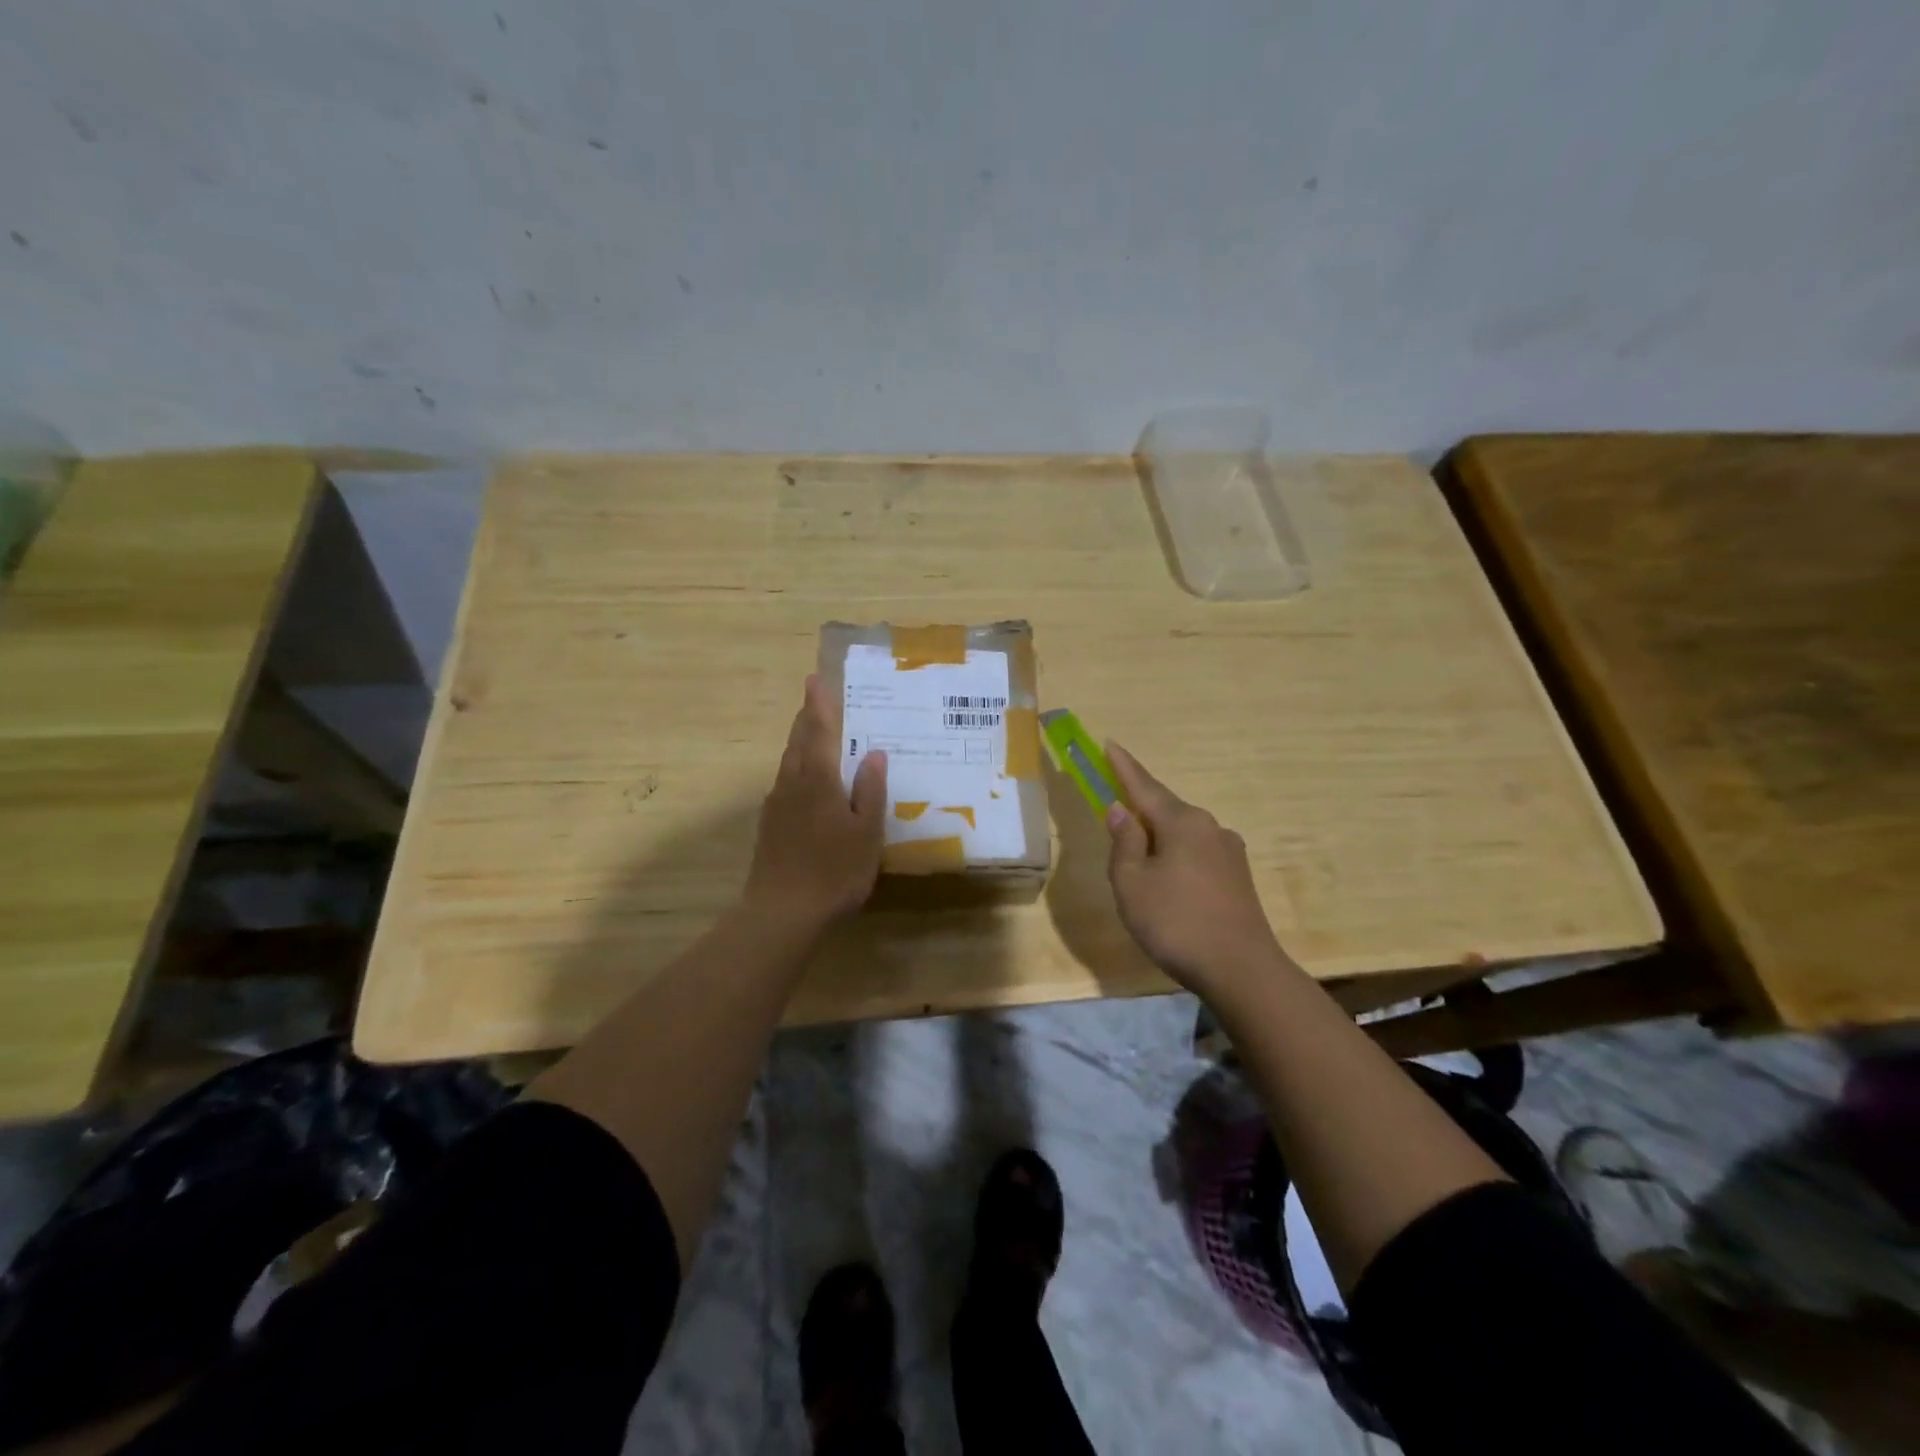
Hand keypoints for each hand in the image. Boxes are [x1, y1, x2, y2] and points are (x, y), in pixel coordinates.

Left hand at [744, 675, 887, 929]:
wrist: (782, 914)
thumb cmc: (833, 870)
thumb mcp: (866, 832)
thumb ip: (870, 791)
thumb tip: (875, 754)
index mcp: (817, 779)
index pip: (817, 730)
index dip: (818, 704)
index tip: (815, 678)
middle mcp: (791, 784)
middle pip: (798, 742)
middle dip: (807, 719)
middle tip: (817, 700)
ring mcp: (776, 806)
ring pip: (789, 763)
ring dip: (801, 744)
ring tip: (817, 736)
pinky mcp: (770, 827)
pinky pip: (786, 784)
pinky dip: (799, 771)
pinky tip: (810, 785)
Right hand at [1104, 742, 1292, 992]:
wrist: (1242, 970)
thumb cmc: (1176, 923)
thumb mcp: (1132, 883)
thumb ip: (1124, 843)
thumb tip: (1121, 811)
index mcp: (1182, 822)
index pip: (1143, 786)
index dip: (1123, 767)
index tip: (1109, 744)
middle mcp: (1209, 827)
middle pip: (1165, 809)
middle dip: (1140, 808)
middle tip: (1115, 813)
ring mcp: (1229, 852)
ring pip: (1182, 834)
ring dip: (1158, 838)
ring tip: (1138, 861)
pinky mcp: (1238, 877)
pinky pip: (1197, 854)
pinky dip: (1175, 857)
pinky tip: (1168, 882)